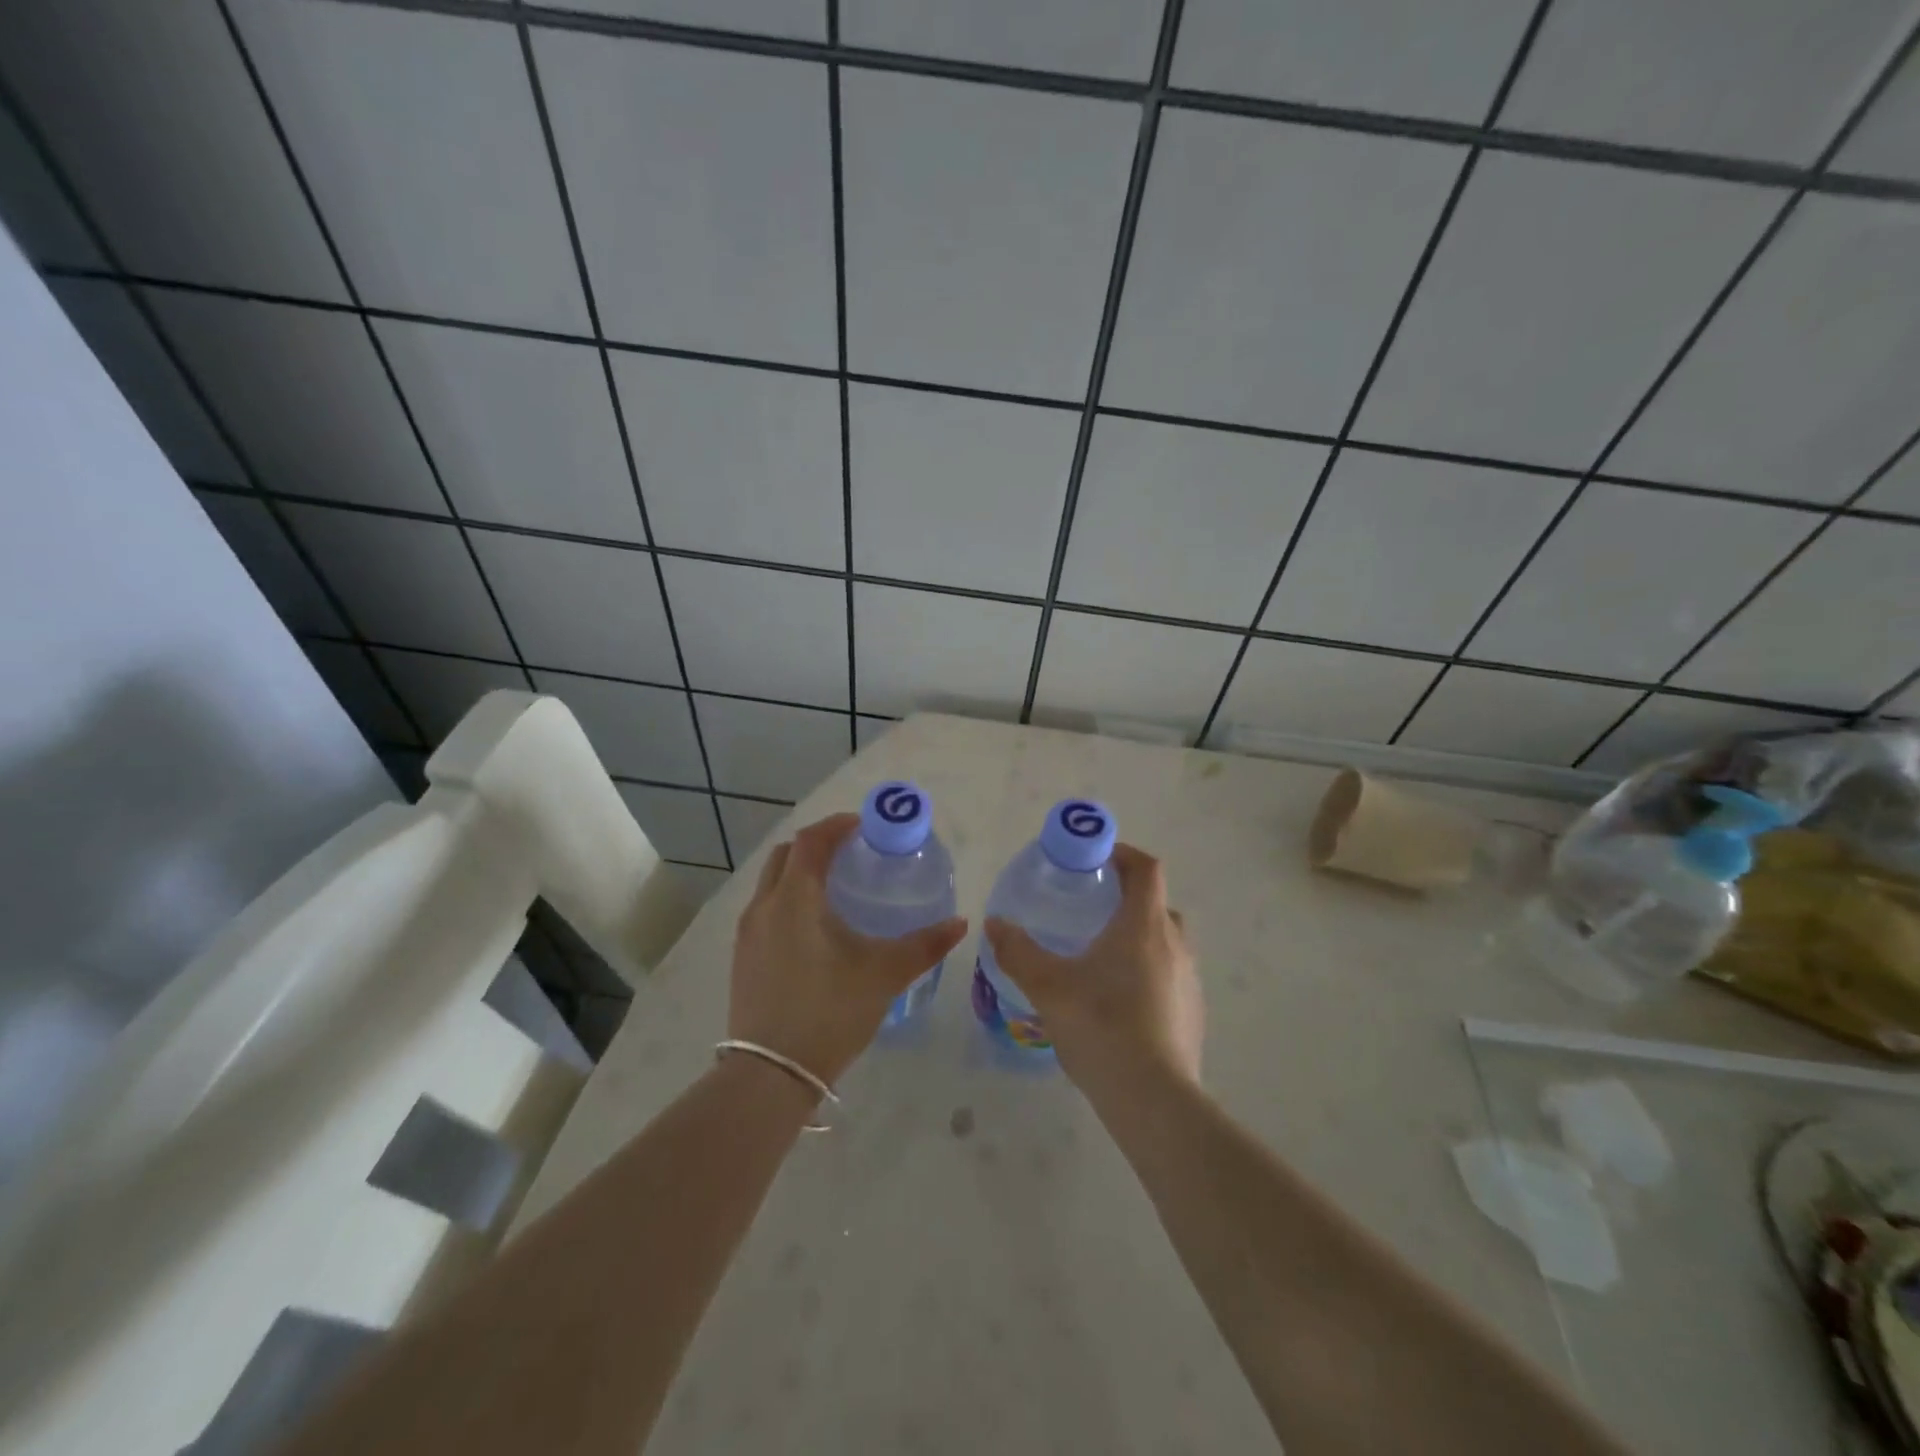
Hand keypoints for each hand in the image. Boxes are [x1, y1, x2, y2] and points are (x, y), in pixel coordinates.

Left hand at [729, 813, 966, 1087]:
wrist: (771, 1074)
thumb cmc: (829, 1012)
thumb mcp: (884, 975)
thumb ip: (925, 945)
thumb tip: (960, 924)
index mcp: (795, 898)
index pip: (810, 841)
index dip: (836, 826)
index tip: (864, 826)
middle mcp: (764, 906)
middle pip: (784, 855)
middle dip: (815, 845)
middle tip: (850, 853)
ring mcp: (747, 934)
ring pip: (770, 884)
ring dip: (798, 874)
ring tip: (835, 888)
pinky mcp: (742, 959)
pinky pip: (764, 911)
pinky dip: (787, 901)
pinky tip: (813, 930)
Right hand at [984, 843, 1202, 1092]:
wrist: (1154, 1100)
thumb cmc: (1101, 1026)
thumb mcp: (1048, 986)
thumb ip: (1018, 951)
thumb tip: (994, 923)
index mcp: (1144, 925)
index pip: (1147, 868)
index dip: (1125, 854)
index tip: (1097, 859)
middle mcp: (1174, 944)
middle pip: (1157, 904)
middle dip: (1128, 899)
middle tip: (1092, 910)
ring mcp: (1190, 980)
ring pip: (1166, 942)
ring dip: (1140, 938)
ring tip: (1102, 959)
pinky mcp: (1193, 1013)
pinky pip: (1171, 976)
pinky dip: (1149, 973)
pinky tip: (1120, 1003)